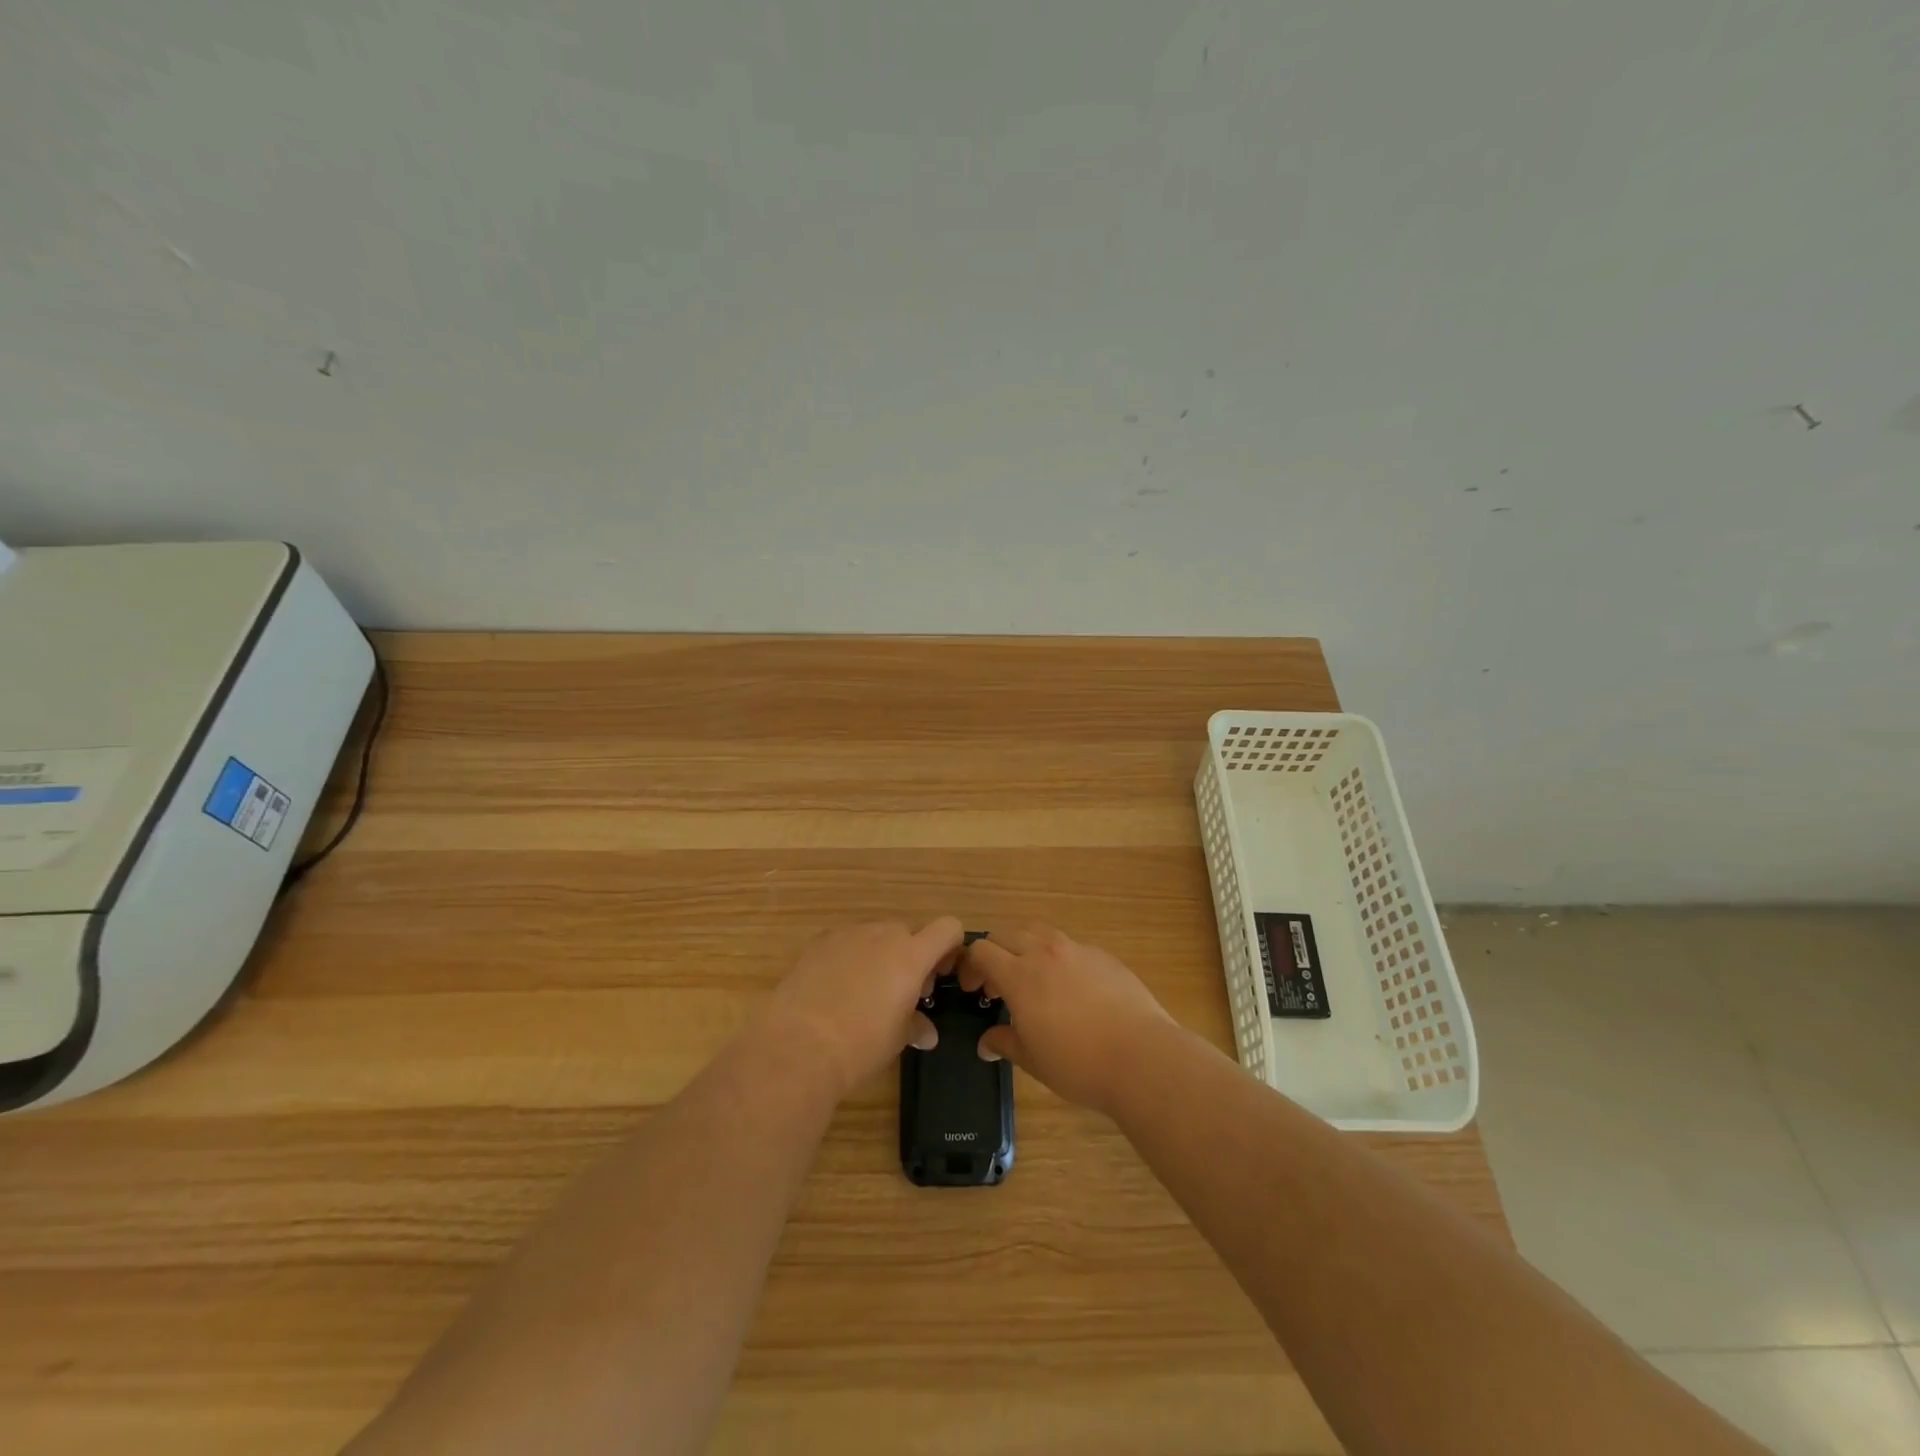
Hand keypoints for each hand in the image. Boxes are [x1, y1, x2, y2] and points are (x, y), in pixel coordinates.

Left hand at [759, 919, 964, 1100]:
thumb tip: (926, 1033)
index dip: (950, 947)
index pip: (948, 928)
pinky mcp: (818, 942)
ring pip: (876, 934)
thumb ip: (916, 1026)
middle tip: (903, 992)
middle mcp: (882, 934)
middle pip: (909, 931)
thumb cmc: (861, 1043)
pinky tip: (836, 990)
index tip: (939, 975)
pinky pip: (845, 942)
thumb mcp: (897, 1039)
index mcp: (911, 954)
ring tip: (865, 992)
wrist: (797, 1043)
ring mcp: (848, 934)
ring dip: (880, 955)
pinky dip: (849, 957)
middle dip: (912, 955)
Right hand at [958, 925, 1172, 1114]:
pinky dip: (1060, 959)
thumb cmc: (1078, 1064)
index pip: (982, 950)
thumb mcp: (1033, 1060)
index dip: (971, 967)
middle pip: (1007, 934)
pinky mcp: (1104, 956)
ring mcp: (1077, 950)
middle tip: (999, 985)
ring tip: (1035, 980)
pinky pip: (1071, 946)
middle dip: (996, 954)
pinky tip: (1072, 989)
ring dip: (1027, 948)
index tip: (974, 990)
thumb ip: (1004, 1043)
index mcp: (1020, 975)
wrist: (1141, 1057)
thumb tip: (986, 1043)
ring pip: (1040, 933)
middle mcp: (1045, 952)